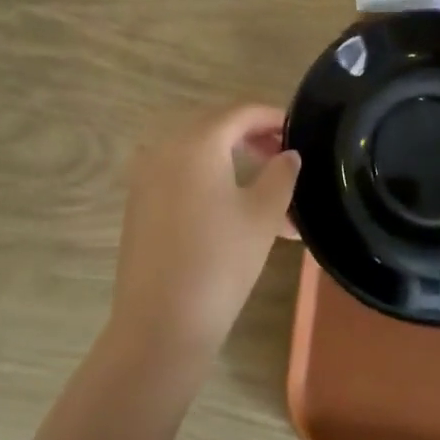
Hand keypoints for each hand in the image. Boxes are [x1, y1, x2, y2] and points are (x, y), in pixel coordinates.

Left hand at [109, 105, 299, 365]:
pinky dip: (211, 181)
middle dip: (254, 138)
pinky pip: (182, 176)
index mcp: (196, 142)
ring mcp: (147, 176)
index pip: (240, 111)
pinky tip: (237, 212)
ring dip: (235, 163)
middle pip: (217, 127)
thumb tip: (288, 155)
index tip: (299, 131)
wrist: (159, 327)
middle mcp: (166, 148)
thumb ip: (281, 174)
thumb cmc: (219, 262)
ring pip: (200, 154)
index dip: (272, 116)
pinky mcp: (140, 204)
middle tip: (285, 158)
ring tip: (271, 195)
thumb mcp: (263, 215)